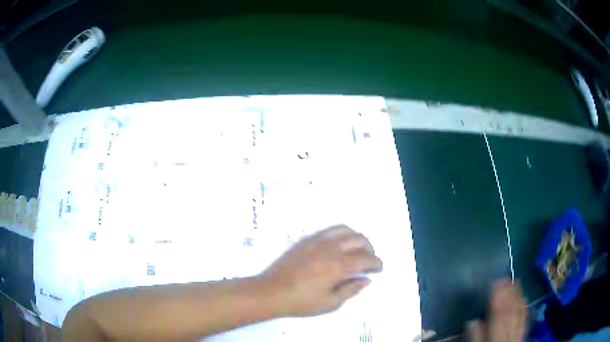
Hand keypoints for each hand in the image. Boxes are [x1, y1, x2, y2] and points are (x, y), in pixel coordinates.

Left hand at [262, 225, 382, 316]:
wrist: (271, 291)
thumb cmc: (301, 302)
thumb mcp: (330, 303)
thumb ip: (351, 290)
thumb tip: (367, 280)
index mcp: (338, 266)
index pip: (366, 259)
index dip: (377, 263)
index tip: (379, 269)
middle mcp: (331, 248)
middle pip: (359, 240)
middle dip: (370, 249)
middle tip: (370, 261)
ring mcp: (318, 240)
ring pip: (346, 229)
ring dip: (357, 238)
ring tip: (358, 249)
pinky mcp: (307, 239)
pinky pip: (330, 229)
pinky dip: (342, 233)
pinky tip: (340, 244)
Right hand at [467, 280, 526, 341]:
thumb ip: (476, 339)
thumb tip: (473, 321)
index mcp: (496, 339)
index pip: (499, 316)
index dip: (497, 298)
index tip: (495, 283)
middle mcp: (509, 336)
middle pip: (511, 313)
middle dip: (508, 294)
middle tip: (505, 278)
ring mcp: (517, 336)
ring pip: (520, 314)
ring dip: (518, 297)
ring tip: (515, 283)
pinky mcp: (521, 338)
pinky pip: (524, 320)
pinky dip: (524, 308)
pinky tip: (524, 299)